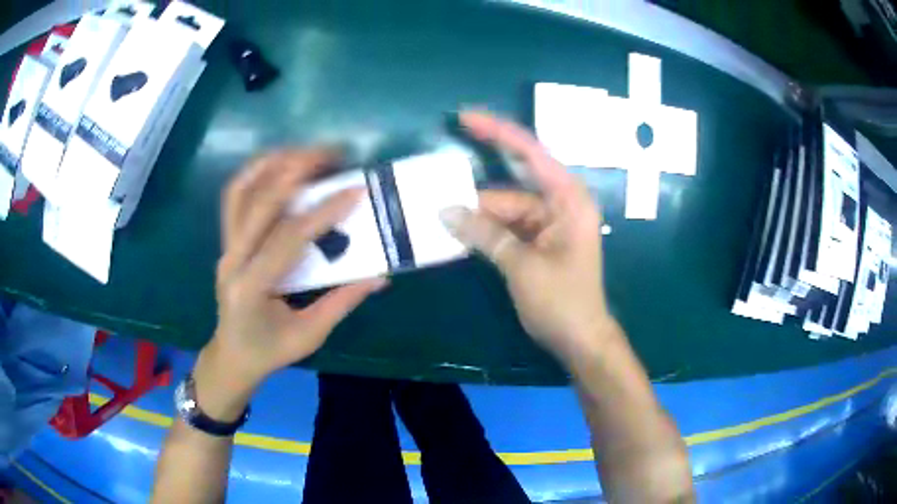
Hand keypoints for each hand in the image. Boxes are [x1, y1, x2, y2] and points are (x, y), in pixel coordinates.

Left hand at [207, 149, 385, 392]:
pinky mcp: (227, 240)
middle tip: (331, 153)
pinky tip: (281, 165)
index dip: (323, 211)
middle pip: (259, 201)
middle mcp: (232, 260)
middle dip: (296, 170)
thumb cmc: (270, 351)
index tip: (355, 190)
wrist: (232, 356)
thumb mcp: (310, 334)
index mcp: (252, 288)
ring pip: (240, 191)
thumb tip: (380, 275)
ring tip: (305, 151)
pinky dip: (257, 173)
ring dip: (271, 163)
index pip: (288, 238)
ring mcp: (225, 246)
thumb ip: (342, 302)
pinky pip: (236, 197)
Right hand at [441, 111, 612, 361]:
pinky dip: (484, 230)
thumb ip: (485, 235)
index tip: (465, 118)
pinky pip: (506, 227)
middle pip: (512, 183)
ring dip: (476, 216)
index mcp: (568, 199)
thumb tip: (446, 212)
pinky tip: (458, 233)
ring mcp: (547, 223)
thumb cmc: (563, 301)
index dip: (498, 132)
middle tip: (438, 180)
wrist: (580, 339)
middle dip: (477, 187)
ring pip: (504, 209)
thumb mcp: (522, 267)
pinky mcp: (537, 241)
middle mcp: (559, 204)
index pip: (531, 153)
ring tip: (439, 217)